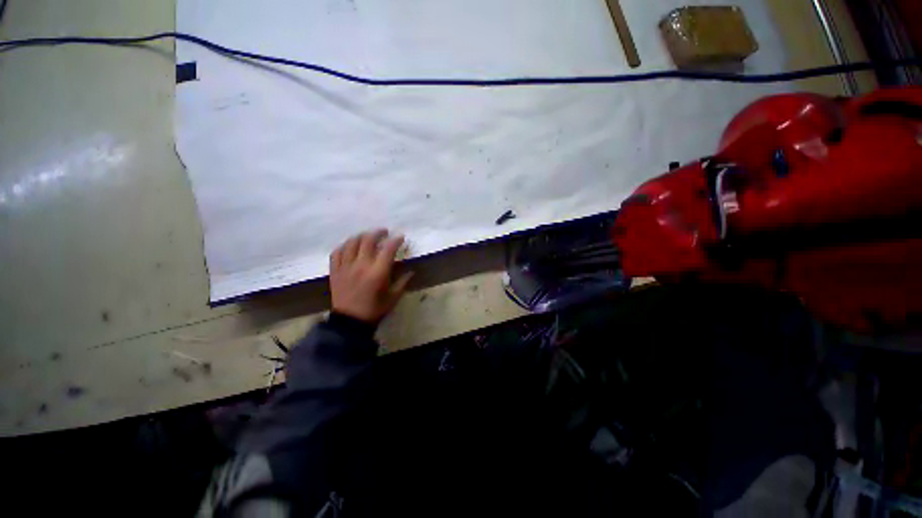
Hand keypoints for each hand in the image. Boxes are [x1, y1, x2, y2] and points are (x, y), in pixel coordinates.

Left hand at [329, 229, 412, 323]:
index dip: (396, 240)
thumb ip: (403, 282)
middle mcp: (361, 265)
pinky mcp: (335, 271)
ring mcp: (345, 267)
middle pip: (368, 240)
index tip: (401, 237)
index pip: (388, 249)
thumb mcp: (393, 297)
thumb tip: (411, 271)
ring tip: (367, 236)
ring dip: (361, 236)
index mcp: (378, 272)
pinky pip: (337, 252)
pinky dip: (344, 245)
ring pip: (351, 242)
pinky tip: (350, 246)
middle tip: (384, 232)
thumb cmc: (374, 309)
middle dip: (378, 233)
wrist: (350, 322)